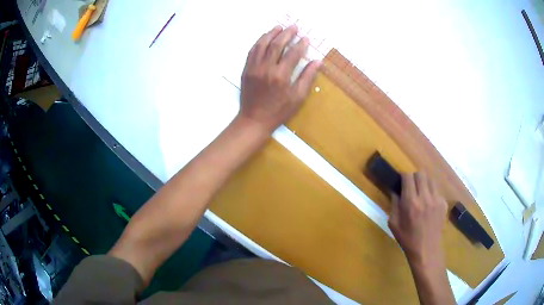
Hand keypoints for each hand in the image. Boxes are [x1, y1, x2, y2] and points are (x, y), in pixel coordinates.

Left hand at [238, 25, 321, 132]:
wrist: (254, 120)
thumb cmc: (279, 111)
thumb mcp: (297, 97)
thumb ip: (307, 77)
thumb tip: (318, 62)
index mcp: (281, 76)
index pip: (293, 54)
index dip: (300, 44)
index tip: (306, 38)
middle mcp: (266, 68)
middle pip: (277, 44)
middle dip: (287, 34)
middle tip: (293, 27)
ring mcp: (254, 68)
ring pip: (262, 45)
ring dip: (271, 34)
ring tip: (279, 27)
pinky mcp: (246, 70)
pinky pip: (252, 51)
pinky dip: (258, 42)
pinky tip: (264, 38)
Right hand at [388, 172, 448, 266]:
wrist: (426, 250)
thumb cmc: (408, 239)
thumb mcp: (393, 224)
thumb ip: (394, 205)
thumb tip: (395, 191)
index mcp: (410, 202)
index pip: (408, 177)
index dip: (403, 176)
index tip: (401, 182)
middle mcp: (425, 197)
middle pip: (420, 174)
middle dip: (414, 177)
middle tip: (411, 187)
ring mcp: (437, 199)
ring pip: (430, 180)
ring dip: (424, 183)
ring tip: (421, 194)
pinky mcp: (444, 203)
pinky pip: (437, 191)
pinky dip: (431, 193)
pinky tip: (429, 205)